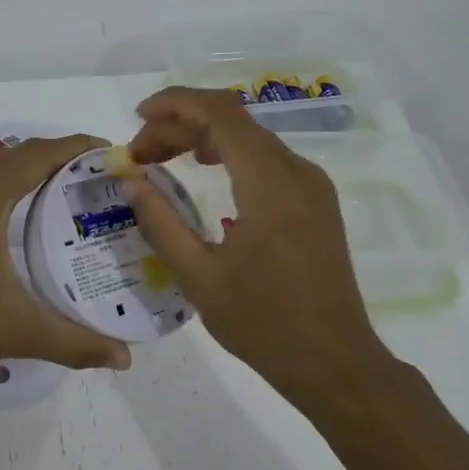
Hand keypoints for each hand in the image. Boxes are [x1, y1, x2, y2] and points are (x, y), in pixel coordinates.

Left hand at [0, 134, 132, 383]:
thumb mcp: (17, 332)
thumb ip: (75, 343)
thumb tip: (125, 358)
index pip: (40, 154)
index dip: (79, 147)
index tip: (115, 155)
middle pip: (22, 154)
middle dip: (64, 156)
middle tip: (104, 178)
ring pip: (1, 169)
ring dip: (37, 169)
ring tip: (76, 192)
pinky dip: (16, 186)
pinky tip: (31, 218)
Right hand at [121, 88, 385, 392]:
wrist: (336, 364)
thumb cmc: (265, 325)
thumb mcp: (199, 278)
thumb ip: (161, 223)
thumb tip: (132, 181)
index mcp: (270, 186)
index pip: (221, 115)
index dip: (176, 104)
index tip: (137, 117)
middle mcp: (298, 173)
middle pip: (233, 121)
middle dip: (180, 125)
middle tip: (140, 153)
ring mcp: (312, 186)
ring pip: (250, 137)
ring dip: (203, 137)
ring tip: (161, 159)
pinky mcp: (316, 202)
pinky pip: (266, 158)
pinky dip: (228, 153)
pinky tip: (204, 172)